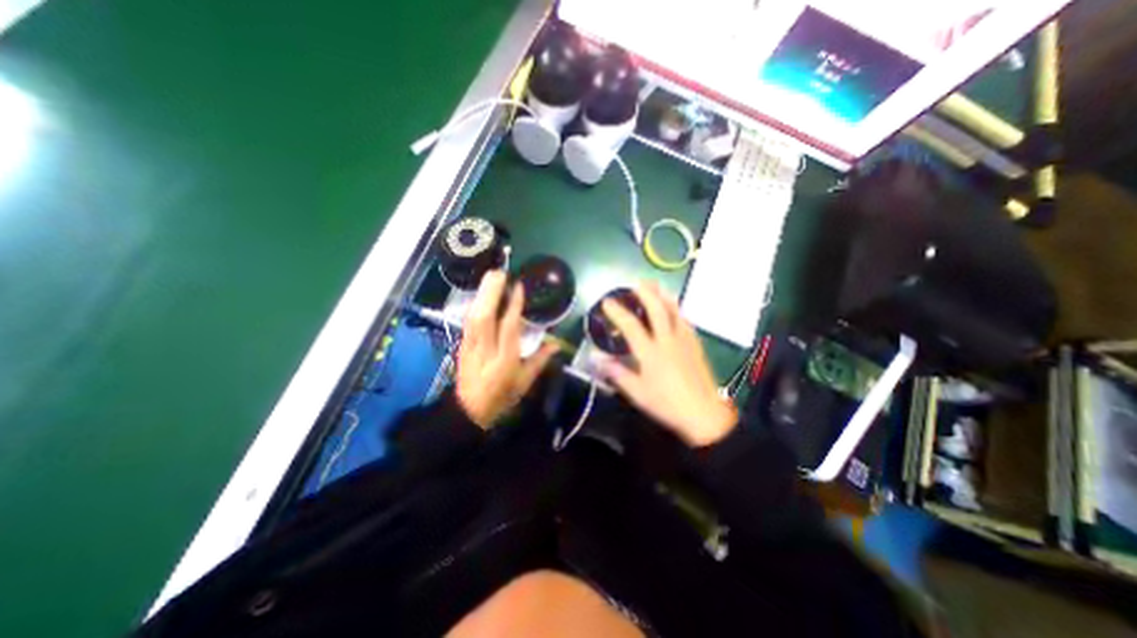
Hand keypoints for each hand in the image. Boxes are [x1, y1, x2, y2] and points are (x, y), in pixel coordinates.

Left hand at [456, 272, 558, 431]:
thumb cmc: (502, 396)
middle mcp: (486, 350)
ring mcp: (470, 346)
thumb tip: (556, 344)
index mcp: (505, 360)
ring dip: (481, 294)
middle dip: (492, 292)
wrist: (469, 410)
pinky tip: (481, 293)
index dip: (513, 306)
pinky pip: (468, 320)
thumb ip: (540, 361)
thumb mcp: (525, 382)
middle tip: (500, 272)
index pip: (508, 328)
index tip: (518, 286)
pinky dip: (475, 303)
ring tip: (491, 275)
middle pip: (485, 317)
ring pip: (474, 316)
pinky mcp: (462, 344)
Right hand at [602, 282, 737, 446]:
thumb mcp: (637, 393)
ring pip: (674, 311)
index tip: (607, 301)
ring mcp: (684, 340)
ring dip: (664, 296)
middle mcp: (668, 340)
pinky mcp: (695, 345)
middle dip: (646, 293)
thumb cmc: (667, 404)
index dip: (617, 312)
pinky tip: (675, 309)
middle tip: (637, 282)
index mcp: (651, 352)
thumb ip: (617, 373)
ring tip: (657, 286)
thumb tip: (597, 359)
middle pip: (657, 310)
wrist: (704, 413)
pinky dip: (677, 310)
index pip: (631, 326)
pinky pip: (685, 321)